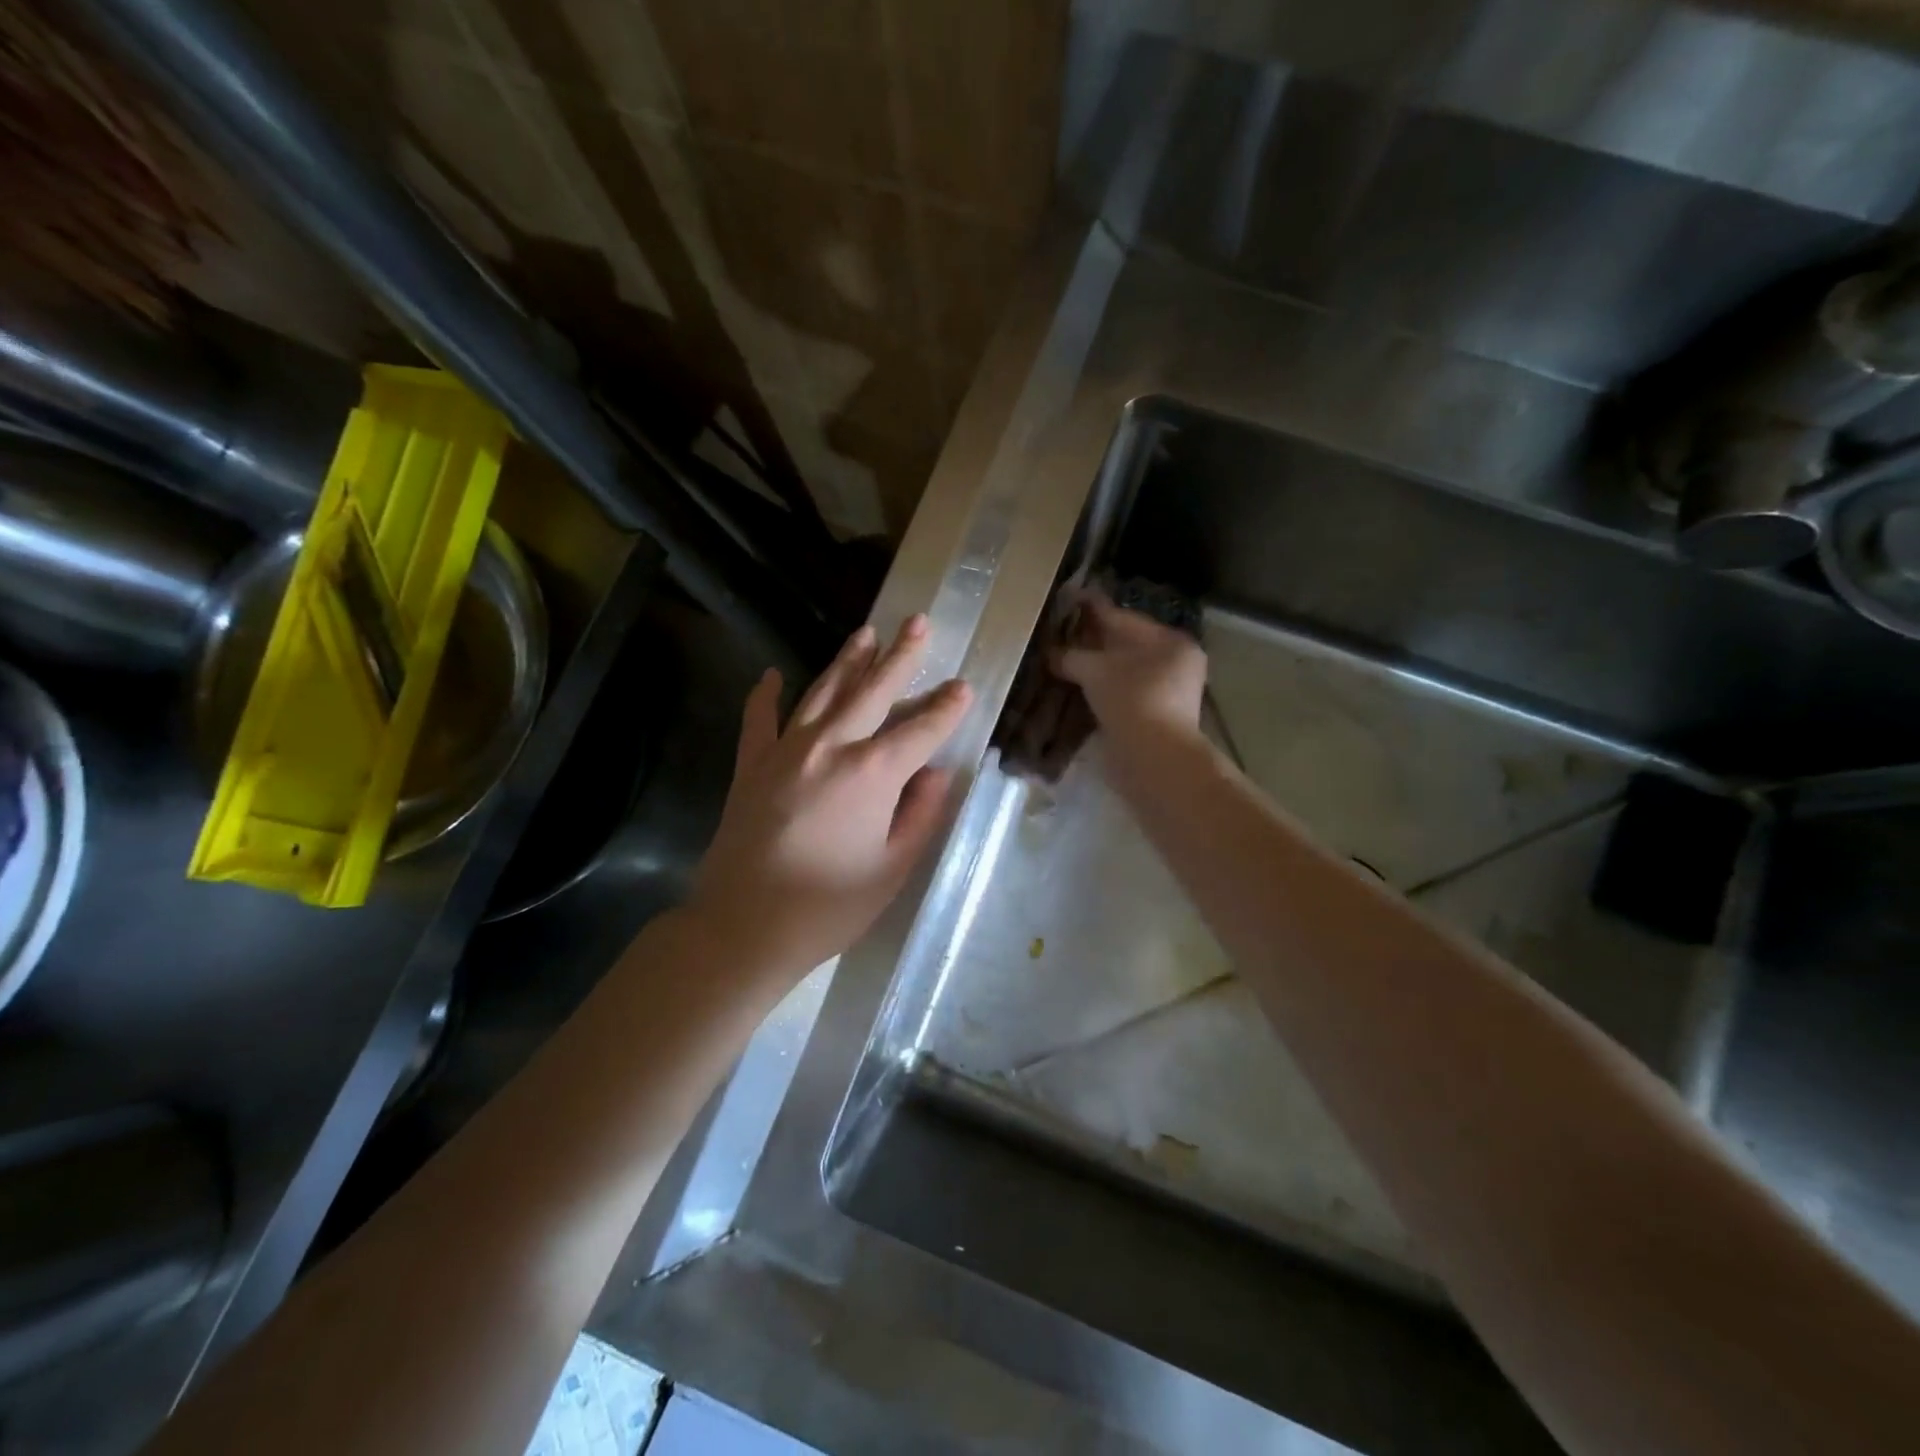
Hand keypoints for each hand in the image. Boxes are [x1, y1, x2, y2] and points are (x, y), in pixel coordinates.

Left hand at [688, 615, 972, 980]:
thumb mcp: (892, 869)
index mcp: (872, 774)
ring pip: (823, 692)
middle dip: (900, 656)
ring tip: (866, 632)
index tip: (964, 687)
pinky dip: (765, 695)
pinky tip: (773, 674)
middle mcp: (831, 748)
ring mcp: (786, 751)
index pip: (921, 731)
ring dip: (847, 660)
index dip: (946, 709)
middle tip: (918, 622)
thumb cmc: (828, 907)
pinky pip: (759, 719)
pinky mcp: (751, 765)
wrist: (742, 928)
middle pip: (873, 691)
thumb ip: (919, 815)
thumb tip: (936, 774)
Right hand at [1053, 589, 1206, 752]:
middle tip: (1058, 635)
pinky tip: (1078, 690)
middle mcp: (1175, 662)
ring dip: (1095, 669)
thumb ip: (1070, 655)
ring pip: (1123, 672)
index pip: (1122, 617)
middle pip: (1125, 645)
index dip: (1090, 609)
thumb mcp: (1094, 670)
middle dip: (1091, 642)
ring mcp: (1168, 693)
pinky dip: (1102, 690)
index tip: (1066, 601)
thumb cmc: (1130, 700)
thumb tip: (1050, 652)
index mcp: (1170, 640)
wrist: (1153, 758)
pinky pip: (1123, 694)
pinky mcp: (1157, 718)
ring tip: (1062, 663)